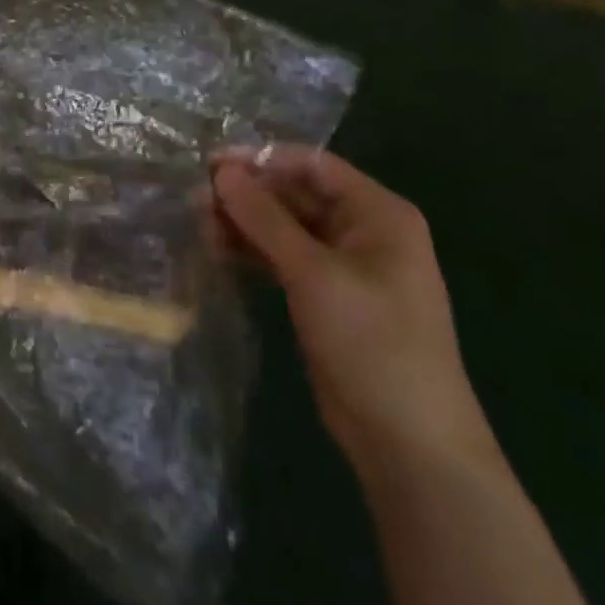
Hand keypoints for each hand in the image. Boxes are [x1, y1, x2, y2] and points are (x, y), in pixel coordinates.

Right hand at [214, 148, 495, 474]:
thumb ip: (265, 218)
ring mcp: (344, 266)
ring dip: (244, 223)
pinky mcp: (326, 296)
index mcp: (377, 213)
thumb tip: (221, 172)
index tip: (209, 164)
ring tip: (199, 226)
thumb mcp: (314, 274)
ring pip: (284, 227)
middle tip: (194, 200)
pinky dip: (253, 251)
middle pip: (295, 194)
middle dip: (247, 194)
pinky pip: (283, 258)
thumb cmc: (372, 344)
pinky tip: (218, 250)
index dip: (260, 159)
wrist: (409, 445)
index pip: (312, 164)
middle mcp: (363, 230)